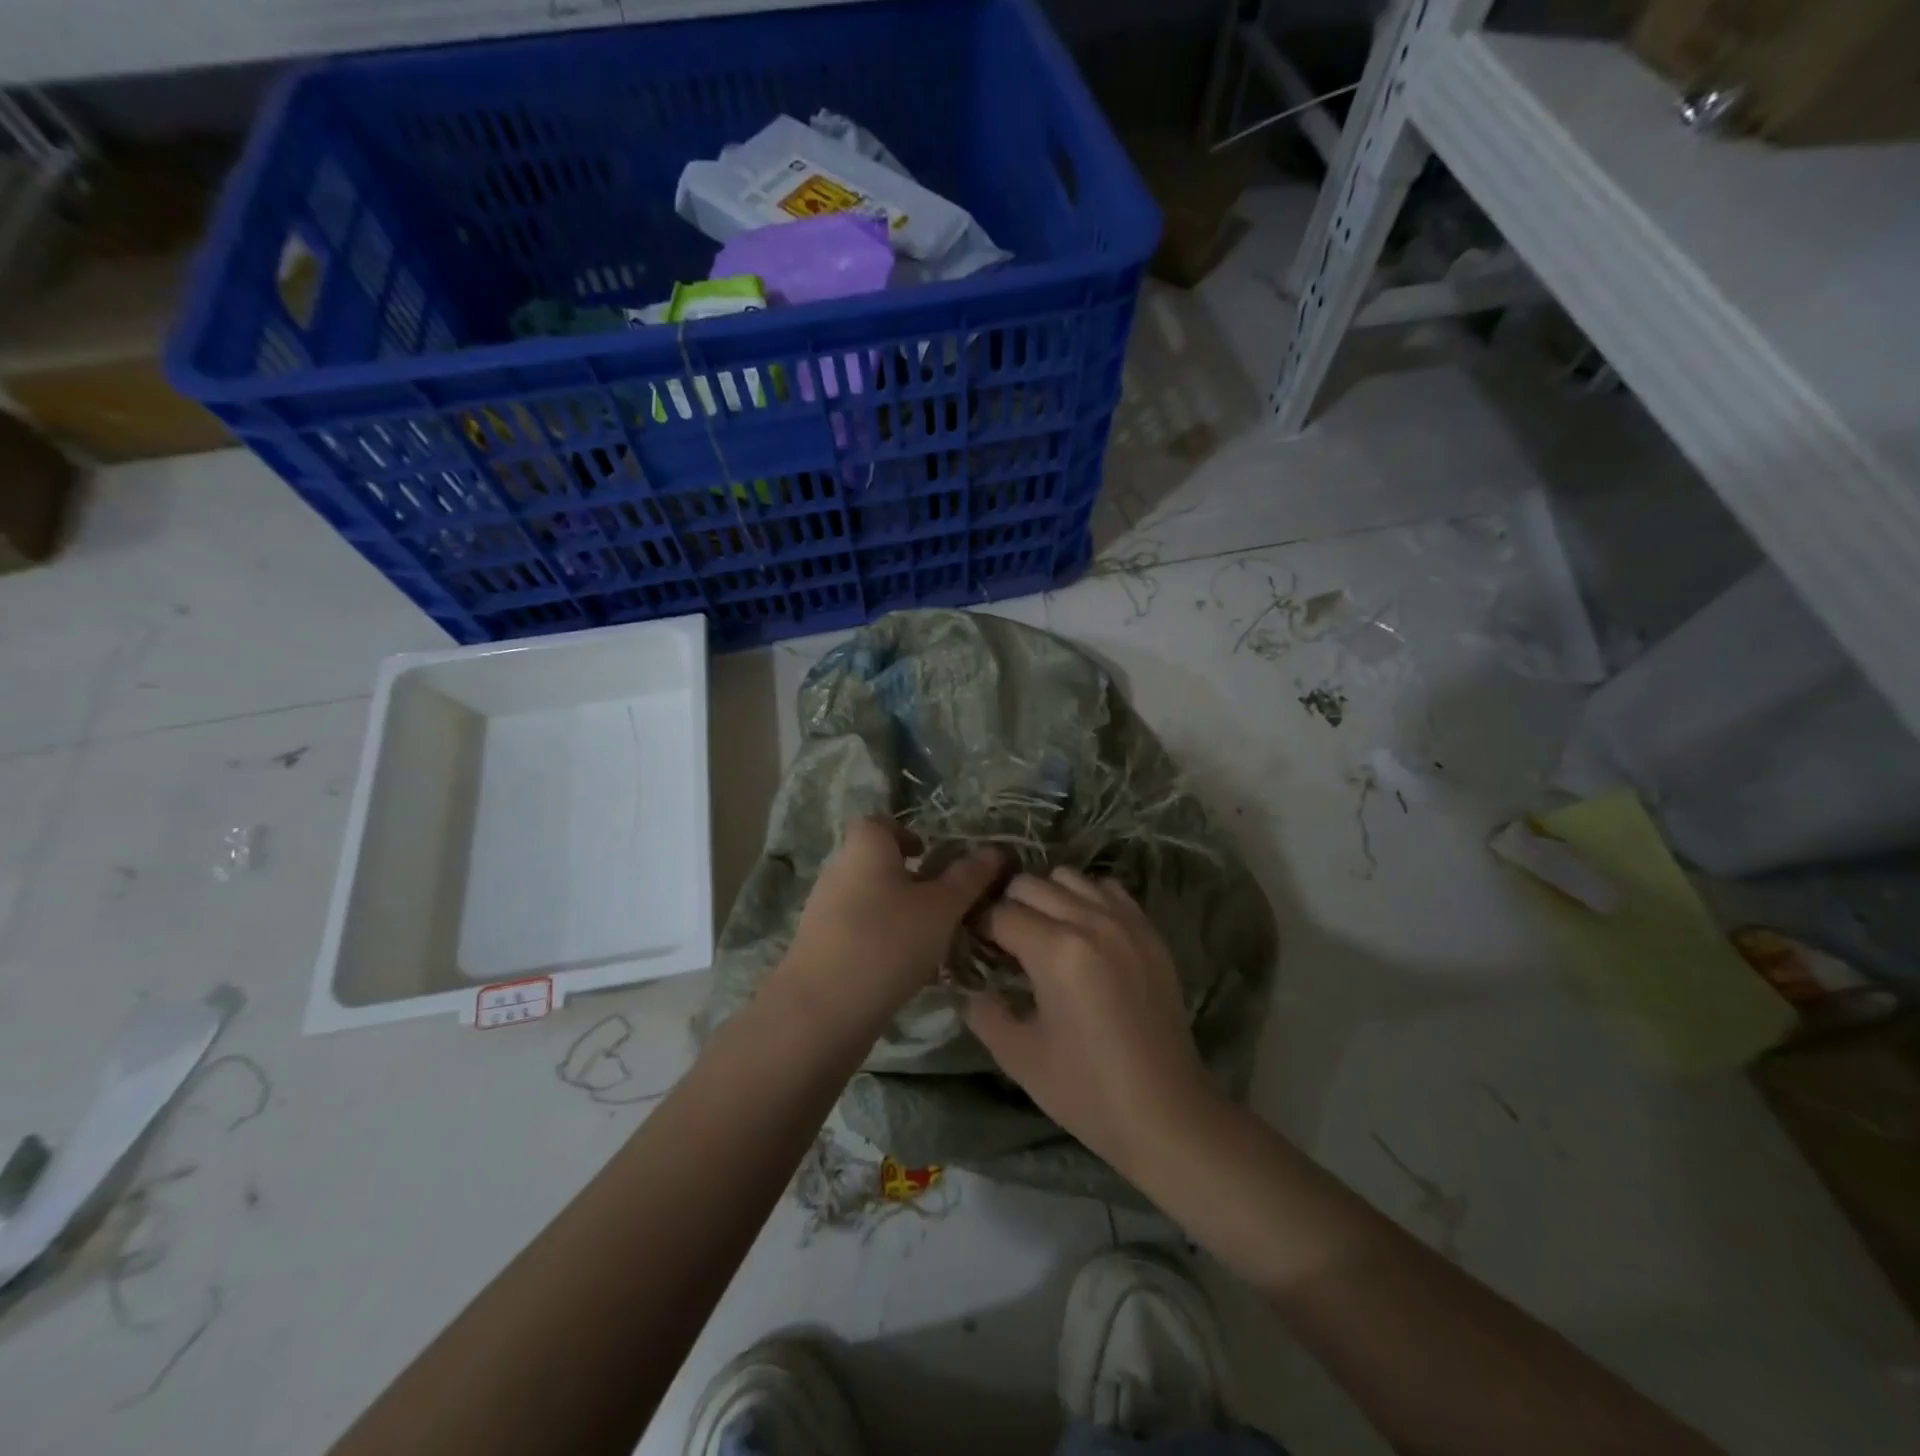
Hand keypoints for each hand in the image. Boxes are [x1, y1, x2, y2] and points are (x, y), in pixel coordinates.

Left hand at [779, 818, 1002, 1026]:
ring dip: (898, 914)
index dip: (907, 835)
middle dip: (910, 880)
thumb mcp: (942, 908)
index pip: (882, 824)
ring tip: (931, 942)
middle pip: (877, 864)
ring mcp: (823, 910)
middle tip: (944, 905)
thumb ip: (968, 878)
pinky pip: (857, 932)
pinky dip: (881, 942)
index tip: (932, 857)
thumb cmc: (888, 941)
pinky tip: (904, 971)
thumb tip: (994, 851)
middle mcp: (838, 869)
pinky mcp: (818, 947)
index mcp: (864, 847)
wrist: (823, 1009)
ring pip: (869, 900)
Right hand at [963, 867, 1221, 1173]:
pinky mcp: (1149, 931)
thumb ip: (982, 1011)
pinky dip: (1087, 899)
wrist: (1166, 1113)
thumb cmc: (1087, 1091)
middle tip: (1003, 942)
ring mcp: (1125, 922)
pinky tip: (1083, 933)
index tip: (971, 946)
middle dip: (1007, 907)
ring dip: (1047, 897)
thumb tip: (966, 985)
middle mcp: (1090, 921)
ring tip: (1043, 932)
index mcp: (1055, 951)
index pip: (998, 913)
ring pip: (1069, 877)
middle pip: (1030, 884)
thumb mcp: (1018, 1057)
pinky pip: (1108, 889)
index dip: (976, 927)